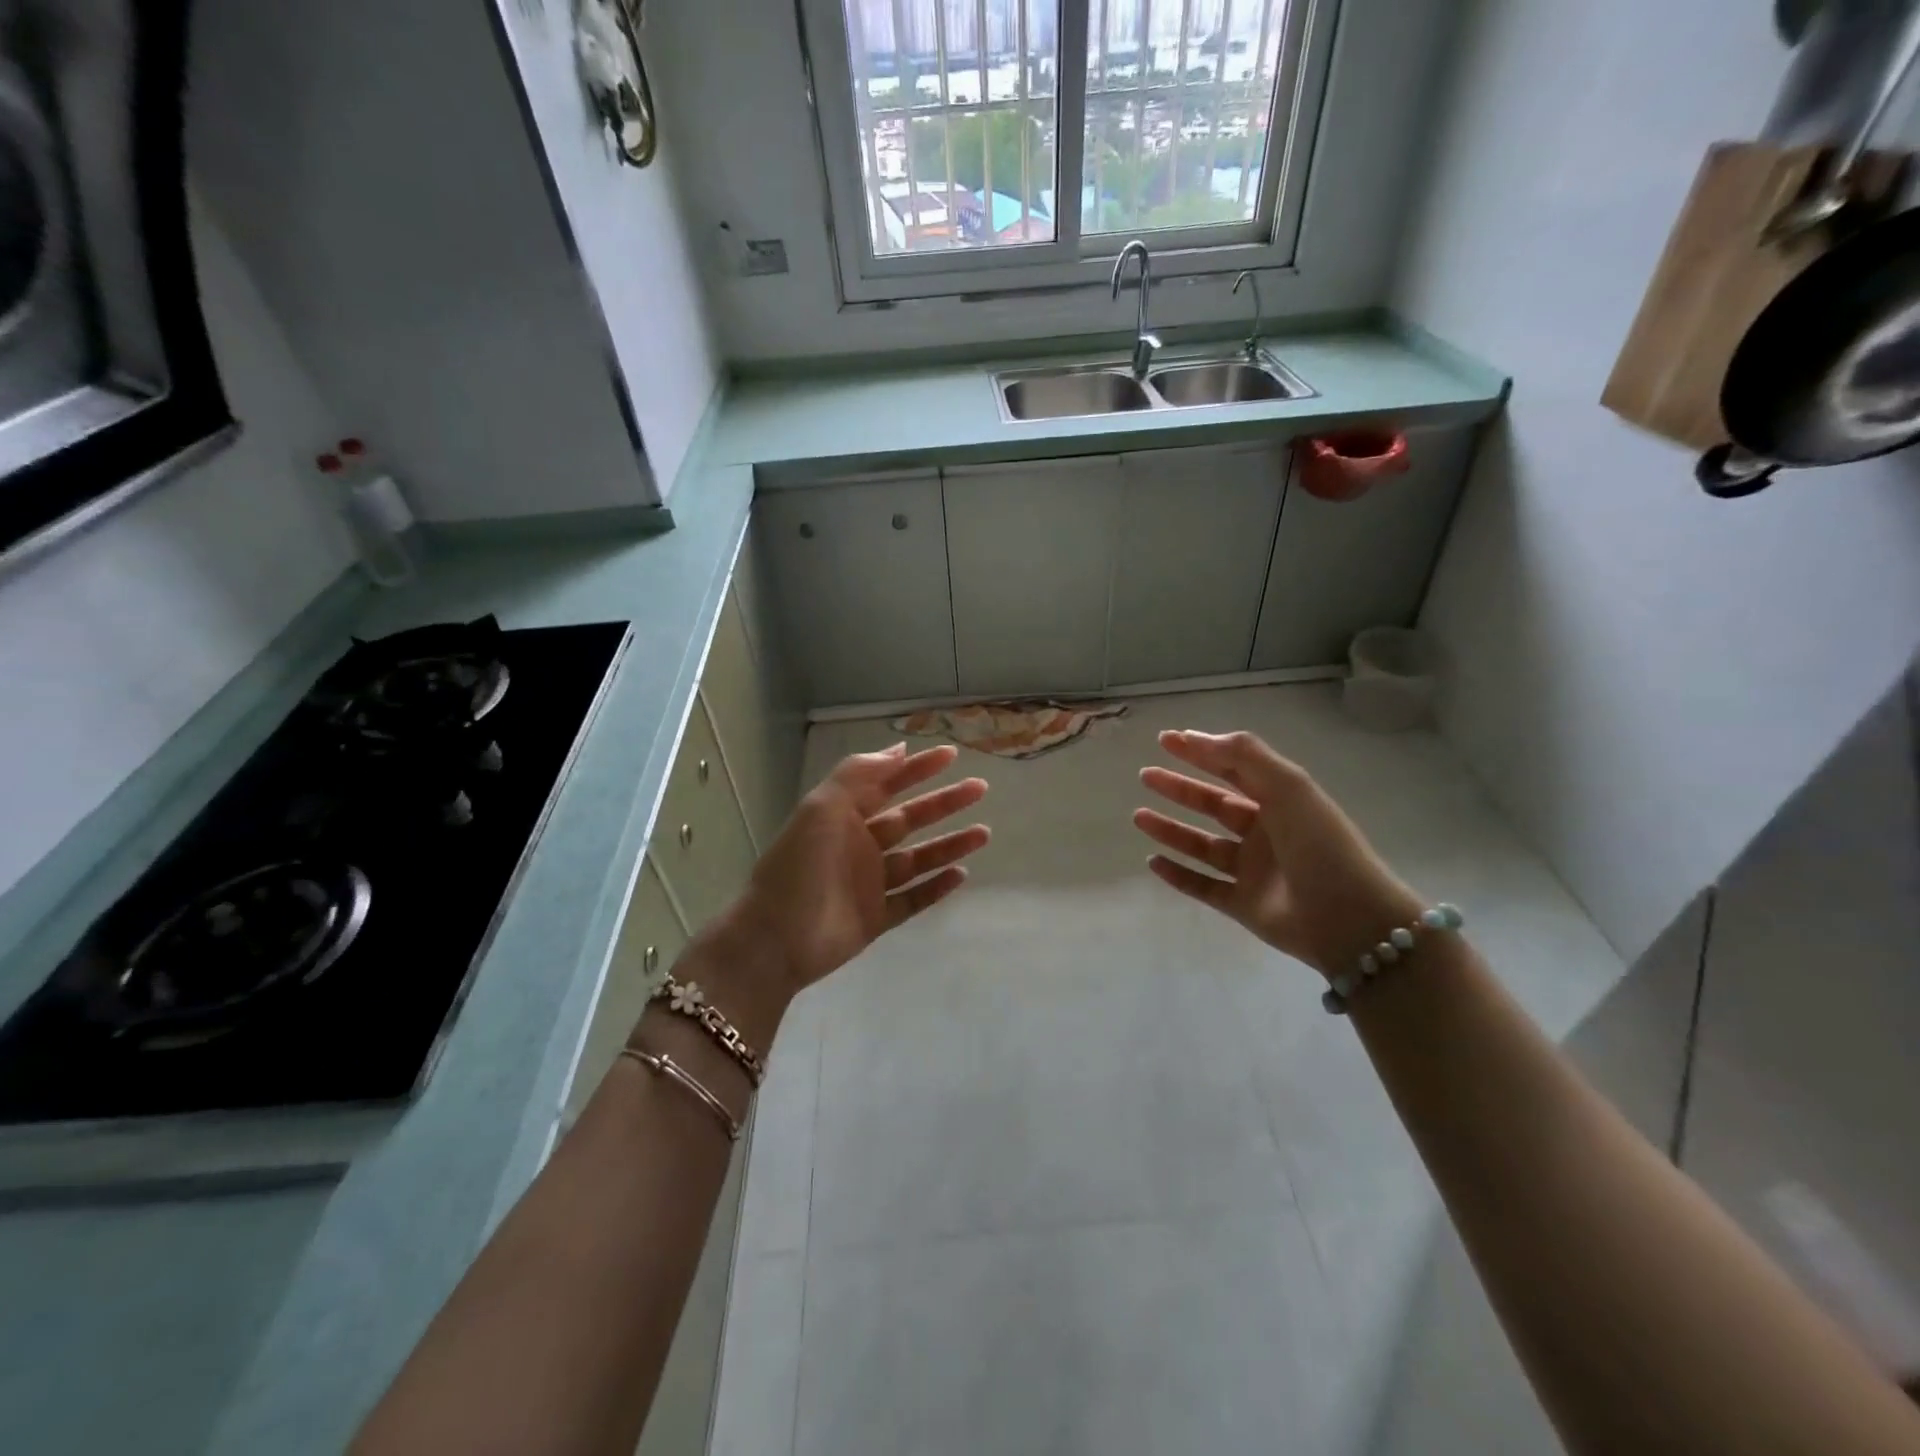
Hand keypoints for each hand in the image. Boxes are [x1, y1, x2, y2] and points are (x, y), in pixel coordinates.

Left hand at [734, 743, 989, 993]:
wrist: (775, 939)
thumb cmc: (799, 867)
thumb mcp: (822, 808)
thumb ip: (857, 774)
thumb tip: (897, 750)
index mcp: (843, 817)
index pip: (886, 784)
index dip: (917, 768)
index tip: (951, 755)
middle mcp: (859, 846)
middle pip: (910, 819)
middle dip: (944, 802)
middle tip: (979, 788)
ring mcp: (869, 884)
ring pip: (918, 859)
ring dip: (950, 844)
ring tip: (983, 833)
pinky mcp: (876, 919)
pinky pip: (913, 899)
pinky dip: (936, 887)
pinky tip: (962, 874)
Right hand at [1132, 729, 1422, 980]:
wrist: (1349, 919)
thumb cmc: (1320, 845)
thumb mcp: (1288, 787)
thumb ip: (1244, 756)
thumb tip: (1197, 737)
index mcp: (1280, 801)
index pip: (1234, 769)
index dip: (1201, 751)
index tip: (1165, 740)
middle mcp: (1265, 832)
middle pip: (1214, 804)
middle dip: (1179, 788)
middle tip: (1145, 775)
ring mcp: (1253, 870)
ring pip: (1202, 845)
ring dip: (1171, 830)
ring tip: (1139, 817)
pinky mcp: (1243, 904)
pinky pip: (1202, 886)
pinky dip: (1178, 874)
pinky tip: (1153, 861)